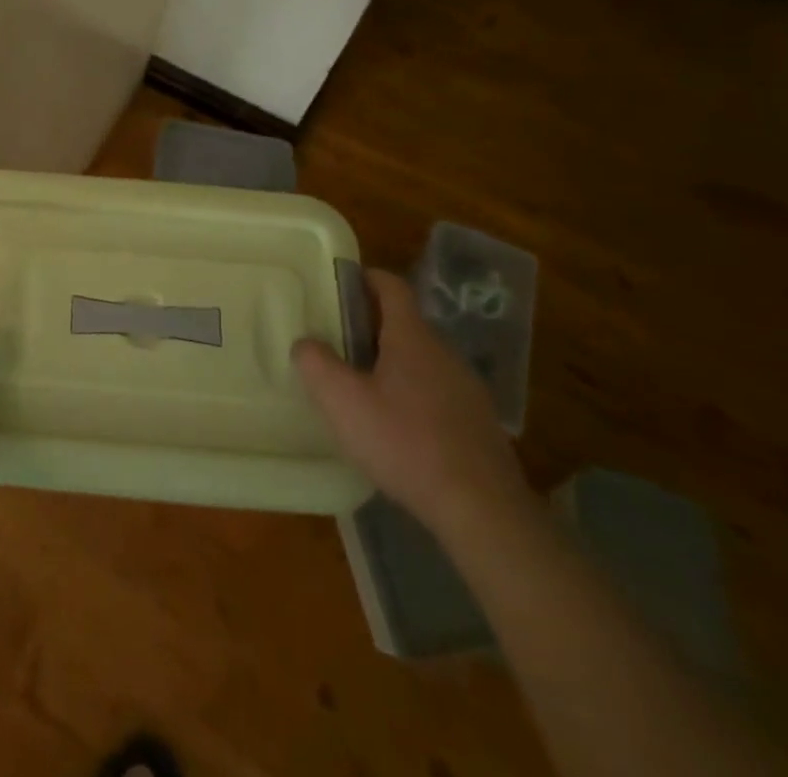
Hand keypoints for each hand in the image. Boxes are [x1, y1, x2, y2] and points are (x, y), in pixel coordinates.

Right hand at [293, 268, 530, 537]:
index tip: (339, 285)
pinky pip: (437, 391)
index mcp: (412, 337)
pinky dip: (412, 394)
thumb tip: (305, 343)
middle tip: (336, 341)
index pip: (391, 286)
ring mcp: (467, 389)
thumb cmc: (405, 443)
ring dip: (391, 362)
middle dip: (370, 325)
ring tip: (361, 386)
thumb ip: (316, 363)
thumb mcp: (342, 401)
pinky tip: (395, 427)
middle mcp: (444, 352)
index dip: (365, 278)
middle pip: (404, 323)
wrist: (482, 510)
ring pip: (421, 359)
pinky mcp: (477, 423)